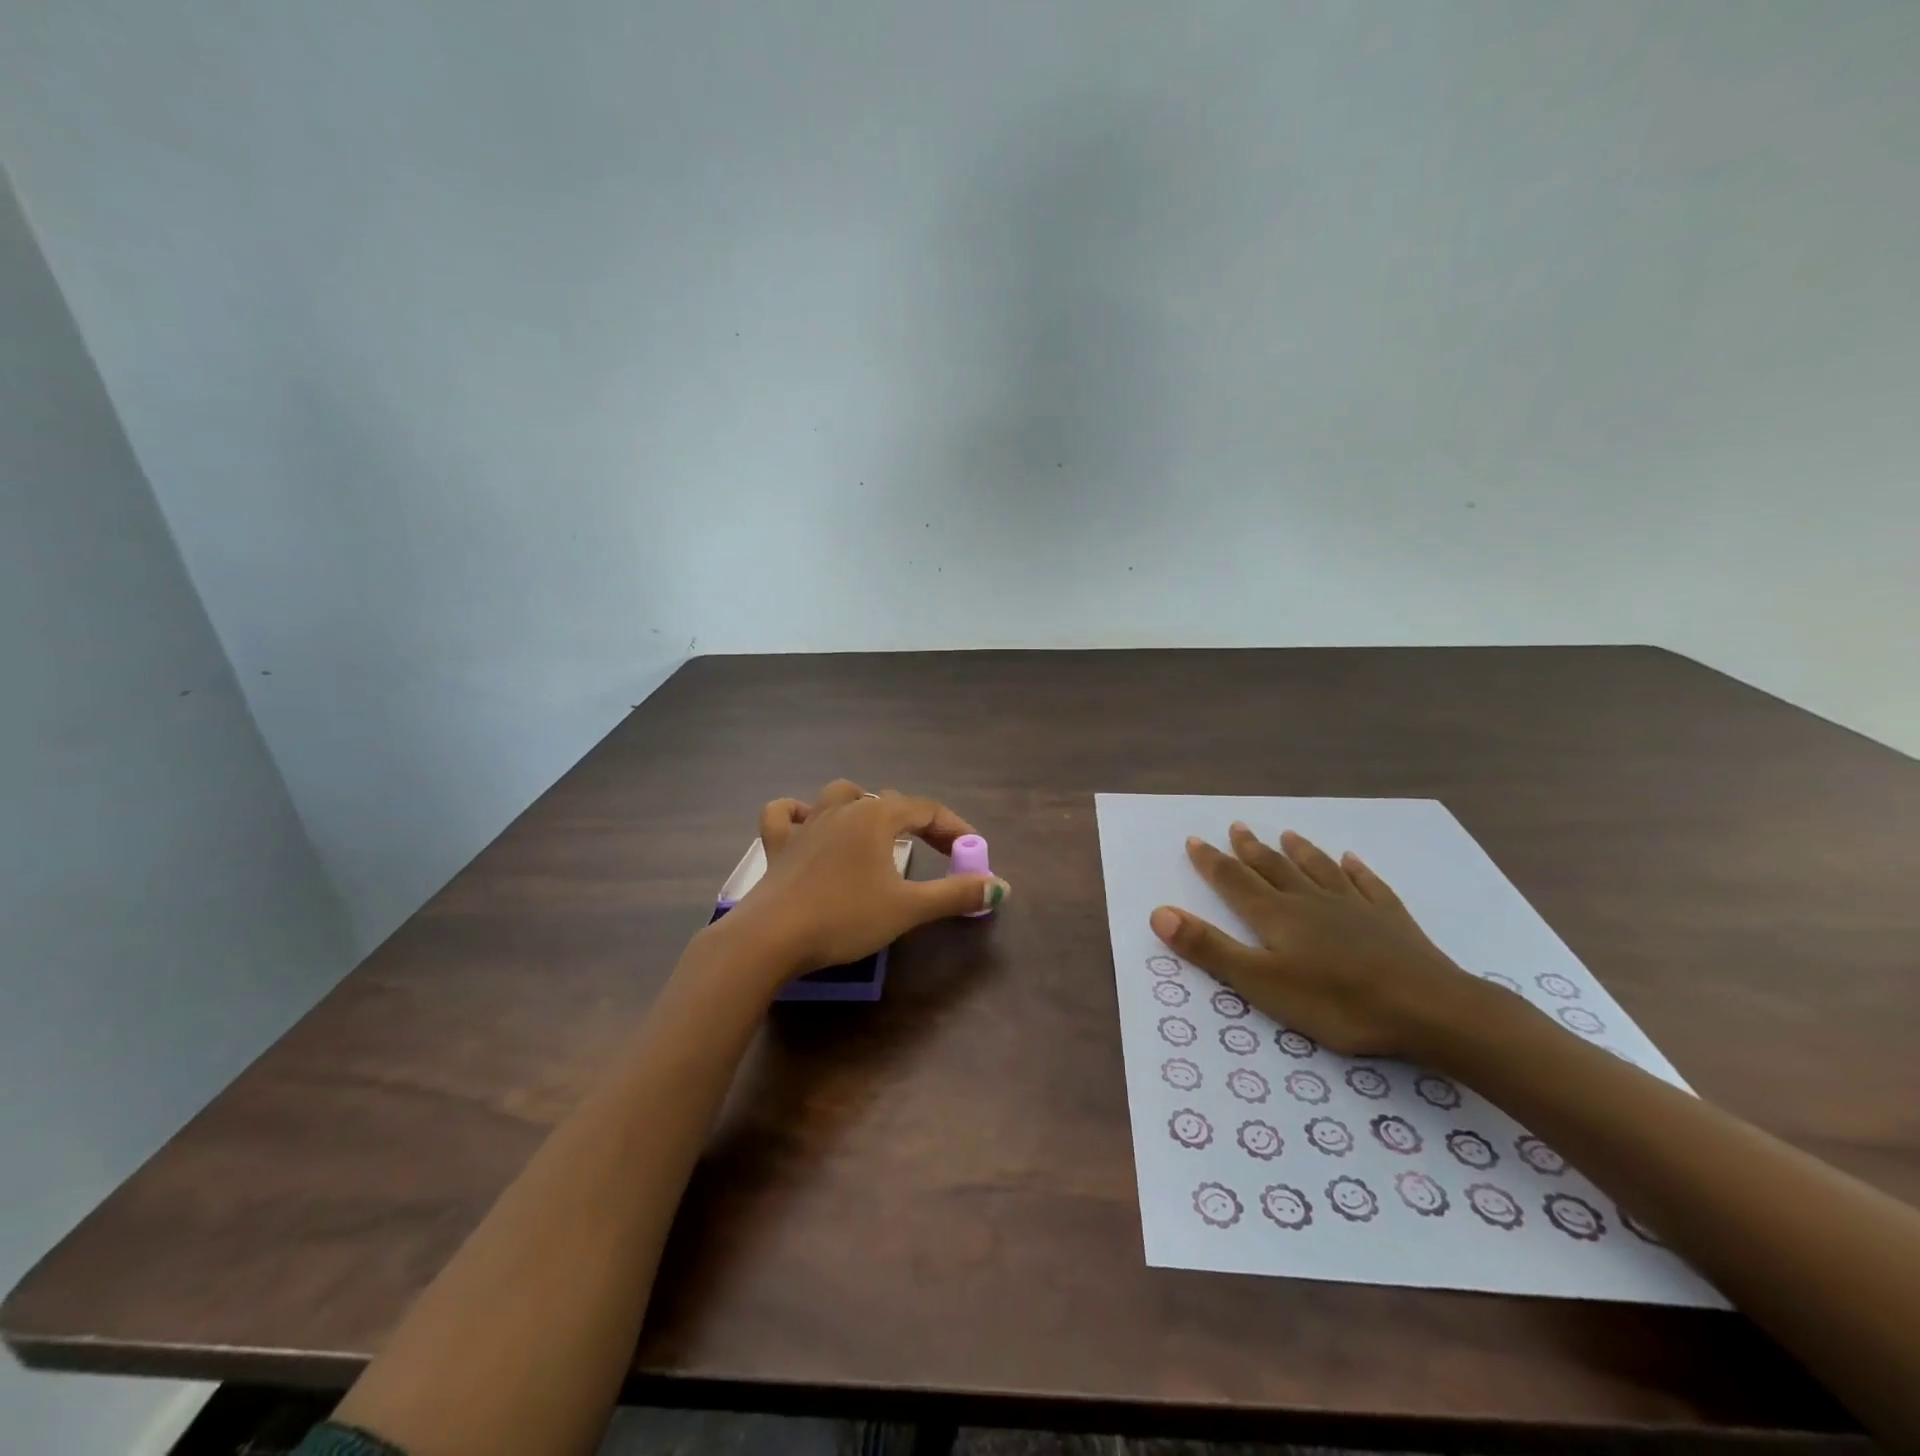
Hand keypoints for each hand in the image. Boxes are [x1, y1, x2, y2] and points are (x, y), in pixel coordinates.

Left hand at [718, 779, 1008, 980]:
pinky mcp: (777, 844)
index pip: (927, 810)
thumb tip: (1000, 886)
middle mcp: (843, 808)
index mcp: (877, 816)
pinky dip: (797, 813)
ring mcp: (806, 823)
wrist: (772, 937)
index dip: (955, 829)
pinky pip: (784, 814)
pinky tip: (806, 823)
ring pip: (840, 795)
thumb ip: (955, 894)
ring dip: (862, 806)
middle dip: (919, 823)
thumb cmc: (846, 917)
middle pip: (889, 802)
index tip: (973, 853)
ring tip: (875, 830)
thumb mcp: (908, 909)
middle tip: (938, 853)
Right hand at [1150, 823, 1480, 1057]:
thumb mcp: (1261, 983)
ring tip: (1287, 833)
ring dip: (1299, 851)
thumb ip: (1210, 948)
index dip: (1211, 861)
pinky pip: (1368, 885)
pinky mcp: (1391, 920)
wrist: (1429, 1009)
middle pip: (1274, 868)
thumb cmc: (1337, 1002)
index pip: (1234, 881)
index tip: (1194, 839)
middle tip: (1236, 826)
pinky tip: (1352, 860)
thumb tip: (1159, 912)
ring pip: (1318, 870)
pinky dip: (1356, 870)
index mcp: (1276, 916)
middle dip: (1251, 849)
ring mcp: (1354, 907)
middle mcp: (1310, 901)